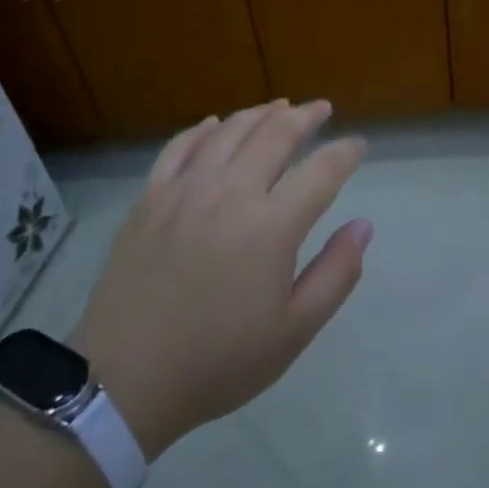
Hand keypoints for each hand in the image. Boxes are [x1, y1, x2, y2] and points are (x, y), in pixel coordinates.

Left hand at [69, 100, 370, 460]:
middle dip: (305, 116)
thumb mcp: (293, 331)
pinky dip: (203, 129)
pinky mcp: (150, 198)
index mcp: (271, 226)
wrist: (125, 381)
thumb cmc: (219, 361)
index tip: (357, 145)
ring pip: (229, 131)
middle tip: (321, 108)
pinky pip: (180, 146)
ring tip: (279, 106)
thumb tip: (363, 226)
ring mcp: (185, 190)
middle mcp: (231, 193)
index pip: (322, 171)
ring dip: (260, 113)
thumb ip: (336, 274)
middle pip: (275, 135)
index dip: (345, 152)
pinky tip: (216, 124)